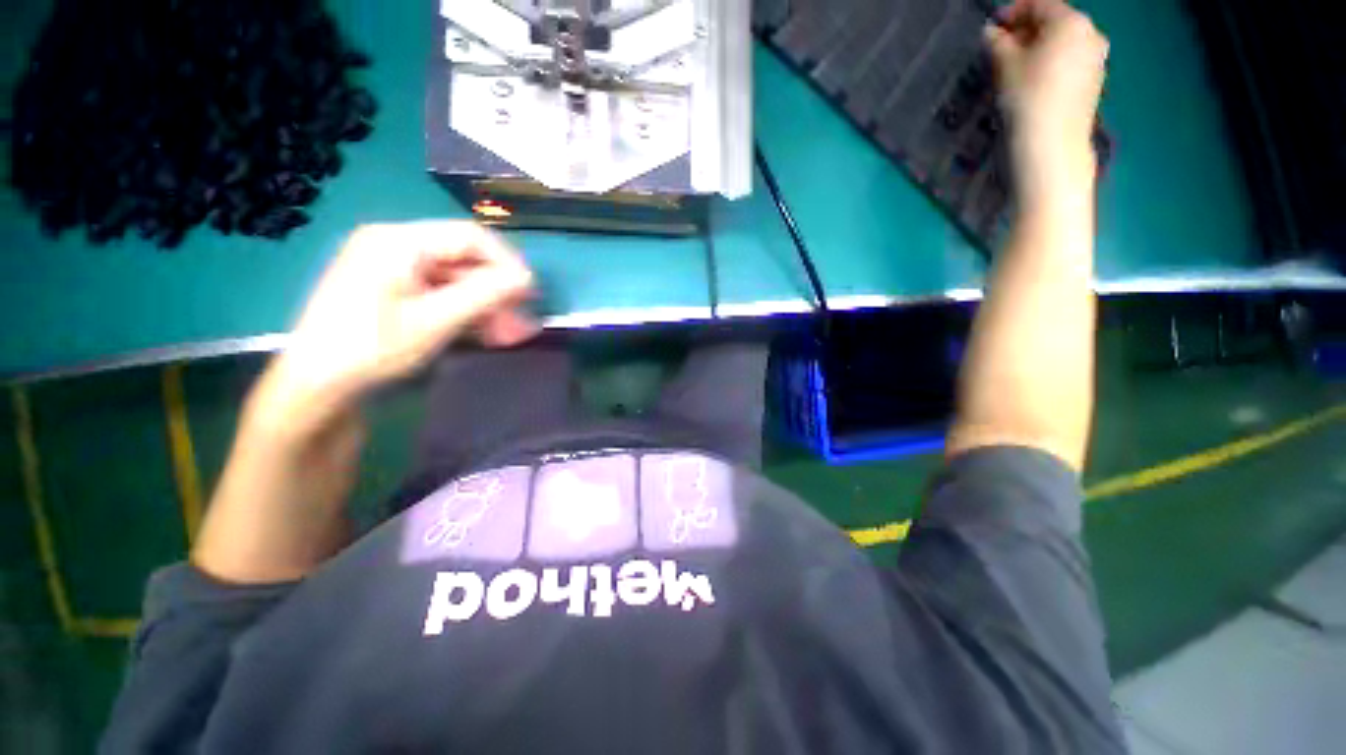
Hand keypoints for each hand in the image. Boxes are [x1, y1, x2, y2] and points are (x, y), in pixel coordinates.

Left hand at [253, 221, 537, 439]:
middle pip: (465, 260)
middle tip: (522, 323)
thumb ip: (484, 294)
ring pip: (457, 280)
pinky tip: (484, 333)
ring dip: (487, 307)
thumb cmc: (372, 349)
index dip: (507, 263)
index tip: (530, 294)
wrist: (316, 386)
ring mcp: (393, 268)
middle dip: (498, 293)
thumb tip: (527, 278)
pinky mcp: (394, 290)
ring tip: (508, 336)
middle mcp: (396, 245)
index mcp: (399, 241)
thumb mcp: (435, 321)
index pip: (470, 237)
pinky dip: (466, 312)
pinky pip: (442, 293)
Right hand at [985, 0, 1108, 196]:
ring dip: (1038, 49)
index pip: (1039, 4)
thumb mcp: (1005, 65)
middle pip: (1055, 22)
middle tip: (1000, 49)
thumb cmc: (1027, 97)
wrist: (1051, 144)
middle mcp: (1091, 33)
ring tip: (1013, 68)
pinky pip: (1070, 63)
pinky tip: (1032, 82)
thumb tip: (991, 32)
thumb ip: (998, 43)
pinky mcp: (1094, 82)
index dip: (1012, 12)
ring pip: (1063, 44)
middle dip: (1027, 32)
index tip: (991, 28)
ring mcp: (1097, 59)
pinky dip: (1050, 65)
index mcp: (1072, 21)